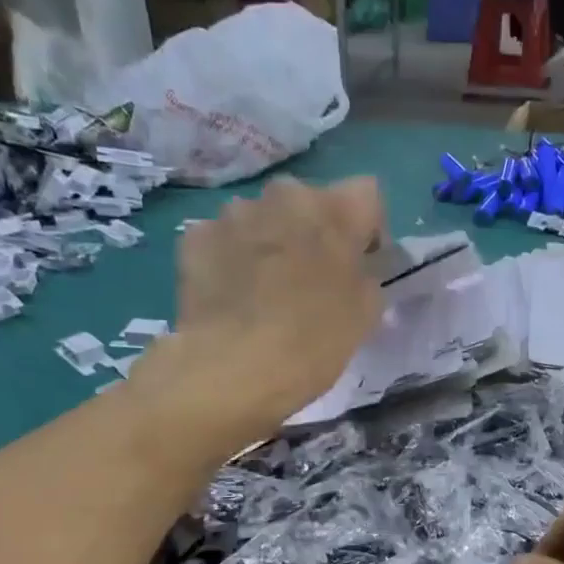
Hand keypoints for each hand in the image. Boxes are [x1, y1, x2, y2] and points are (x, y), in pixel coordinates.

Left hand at [130, 174, 385, 448]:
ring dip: (269, 245)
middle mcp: (282, 194)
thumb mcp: (365, 316)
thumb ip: (367, 278)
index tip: (362, 266)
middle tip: (312, 282)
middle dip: (313, 234)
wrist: (231, 369)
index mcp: (333, 209)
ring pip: (262, 221)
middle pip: (308, 205)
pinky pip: (223, 242)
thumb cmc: (312, 342)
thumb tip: (355, 270)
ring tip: (265, 293)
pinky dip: (231, 261)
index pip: (367, 195)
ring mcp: (233, 213)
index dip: (368, 230)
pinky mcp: (195, 238)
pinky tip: (232, 299)